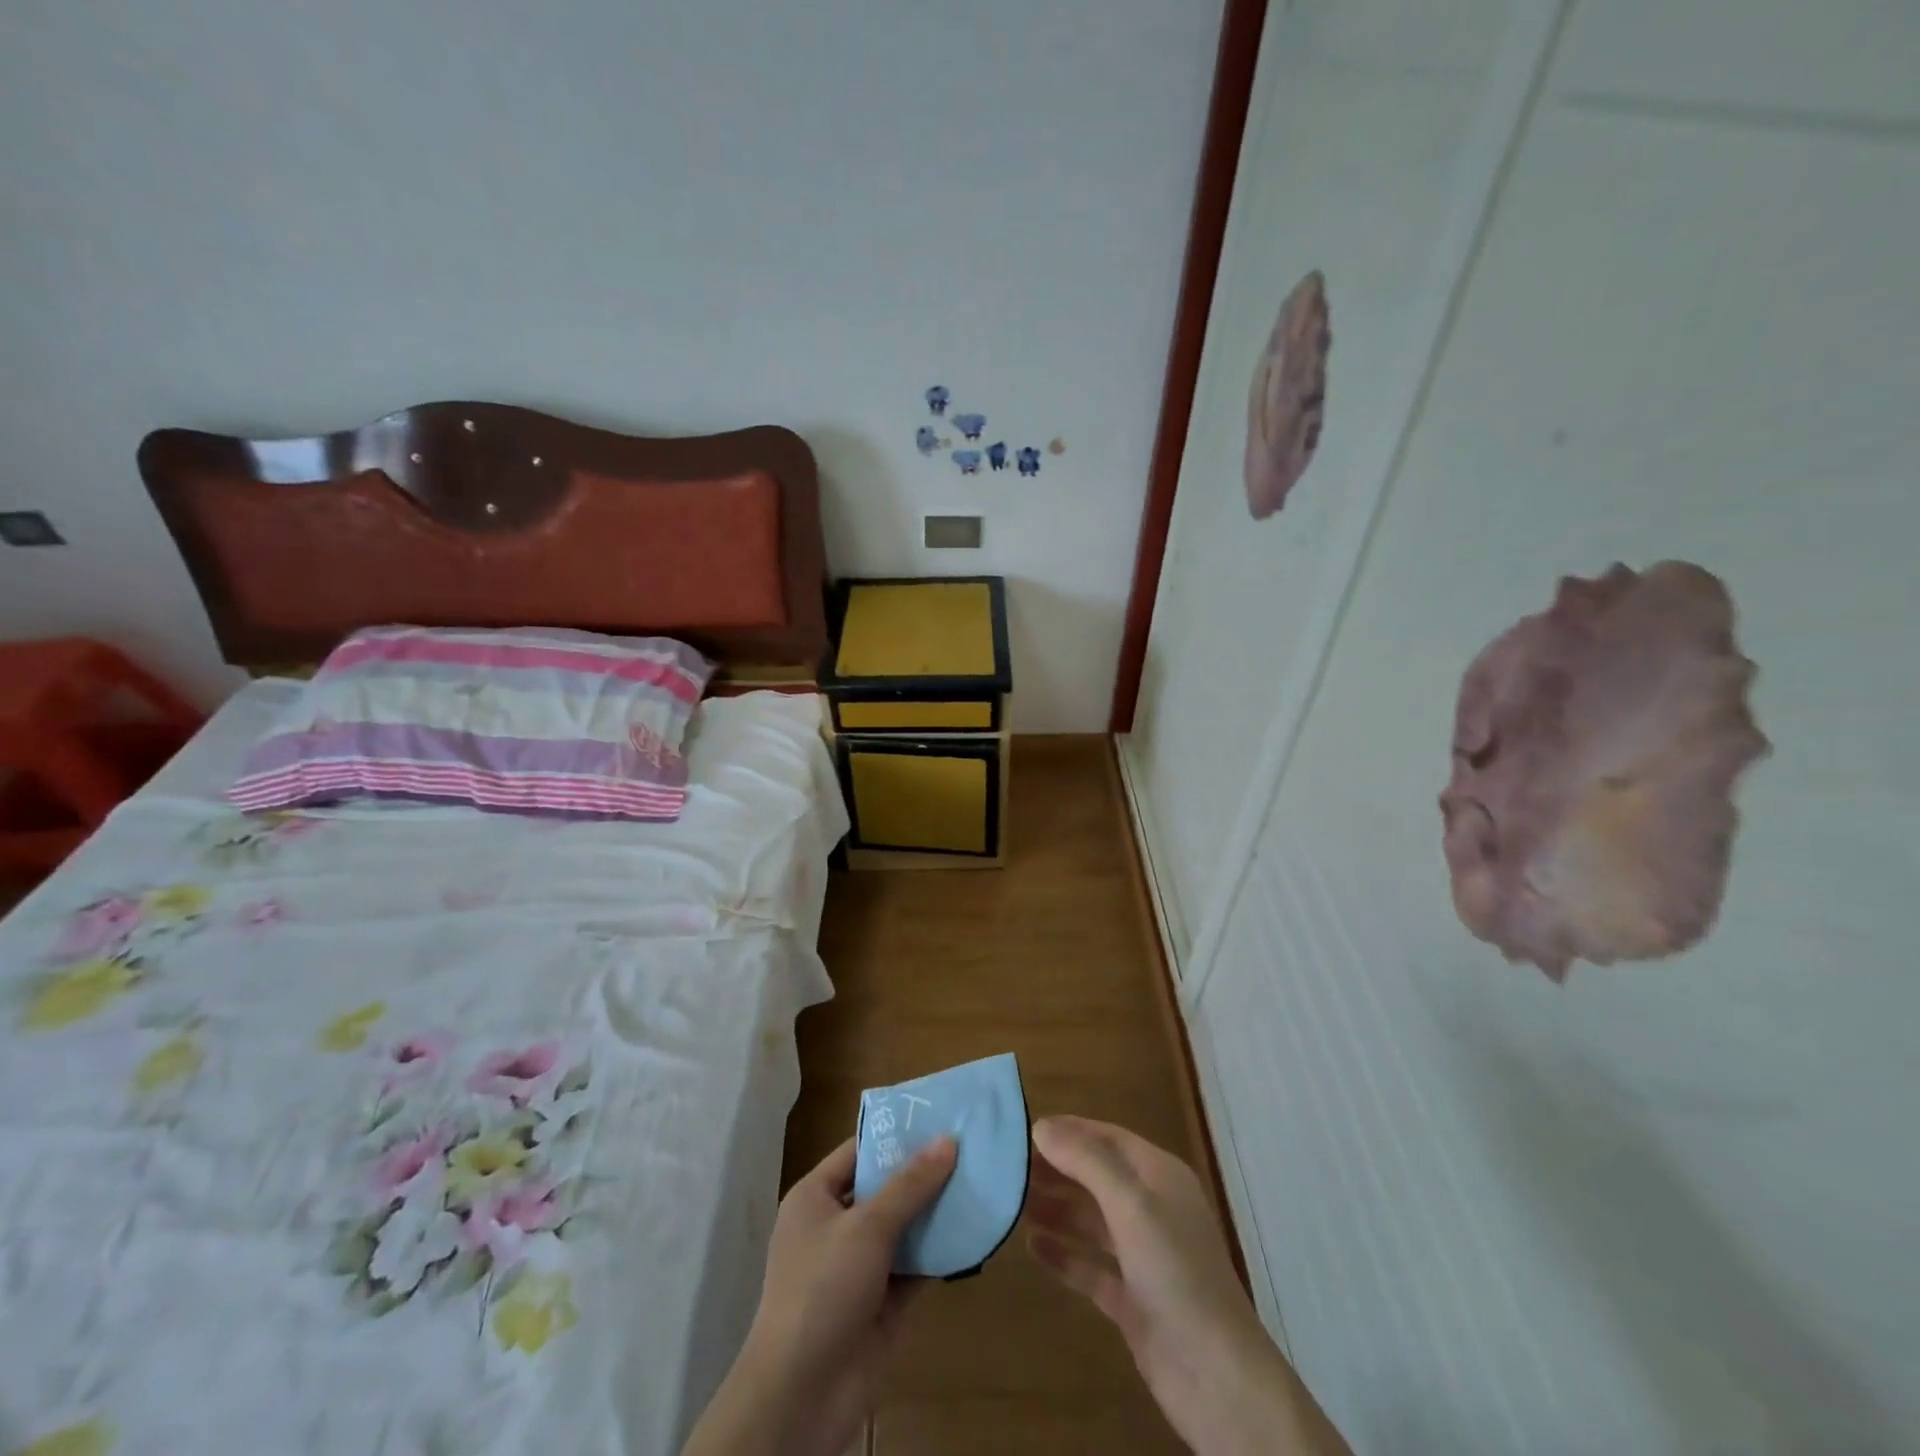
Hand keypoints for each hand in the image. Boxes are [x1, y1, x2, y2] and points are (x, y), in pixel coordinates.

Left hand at [683, 1135, 956, 1455]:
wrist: (802, 1395)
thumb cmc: (823, 1288)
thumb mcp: (867, 1226)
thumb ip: (910, 1184)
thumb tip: (948, 1140)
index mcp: (815, 1197)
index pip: (859, 1151)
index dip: (895, 1135)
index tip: (938, 1117)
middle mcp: (835, 1226)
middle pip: (884, 1188)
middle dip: (923, 1172)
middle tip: (969, 1146)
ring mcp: (858, 1267)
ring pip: (903, 1227)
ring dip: (936, 1211)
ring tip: (979, 1180)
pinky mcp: (881, 1303)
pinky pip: (914, 1266)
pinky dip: (939, 1252)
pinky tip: (974, 1231)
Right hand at [1025, 1116, 1349, 1455]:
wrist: (1218, 1378)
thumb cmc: (1176, 1273)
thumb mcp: (1131, 1204)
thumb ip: (1086, 1161)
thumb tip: (1041, 1126)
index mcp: (1159, 1176)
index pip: (1107, 1138)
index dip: (1068, 1131)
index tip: (1022, 1130)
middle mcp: (1152, 1209)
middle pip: (1096, 1177)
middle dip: (1056, 1170)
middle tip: (1008, 1168)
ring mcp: (1143, 1256)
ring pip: (1091, 1220)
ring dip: (1056, 1209)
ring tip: (1012, 1203)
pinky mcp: (1133, 1299)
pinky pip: (1091, 1266)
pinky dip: (1064, 1255)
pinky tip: (1032, 1247)